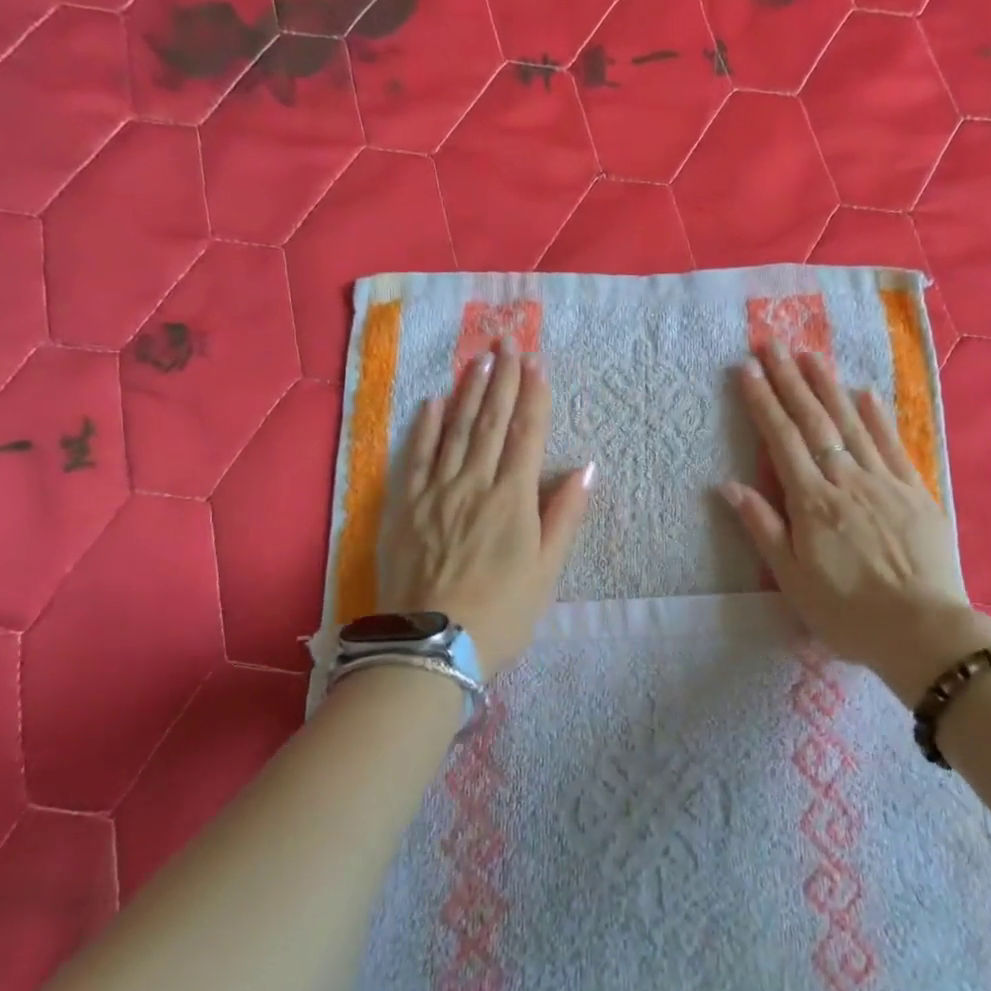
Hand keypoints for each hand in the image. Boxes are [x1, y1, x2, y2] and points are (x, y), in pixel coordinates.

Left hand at [381, 340, 592, 676]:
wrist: (431, 648)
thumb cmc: (501, 614)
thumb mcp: (547, 571)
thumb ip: (564, 515)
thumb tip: (586, 468)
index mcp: (512, 499)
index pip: (525, 434)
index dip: (533, 396)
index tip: (536, 362)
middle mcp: (474, 484)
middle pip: (490, 422)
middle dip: (502, 379)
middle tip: (507, 341)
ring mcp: (435, 493)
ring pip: (454, 430)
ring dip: (468, 392)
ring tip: (478, 359)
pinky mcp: (404, 508)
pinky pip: (414, 457)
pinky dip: (424, 427)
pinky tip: (431, 402)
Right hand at [720, 343, 990, 700]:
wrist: (923, 632)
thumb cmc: (848, 613)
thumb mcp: (793, 581)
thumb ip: (763, 528)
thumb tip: (729, 486)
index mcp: (813, 503)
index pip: (782, 440)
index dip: (763, 402)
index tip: (748, 370)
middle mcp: (846, 481)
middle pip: (814, 422)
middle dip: (789, 380)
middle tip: (772, 344)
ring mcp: (884, 482)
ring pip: (851, 424)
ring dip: (828, 386)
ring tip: (810, 355)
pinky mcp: (914, 491)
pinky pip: (892, 445)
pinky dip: (877, 417)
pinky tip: (864, 393)